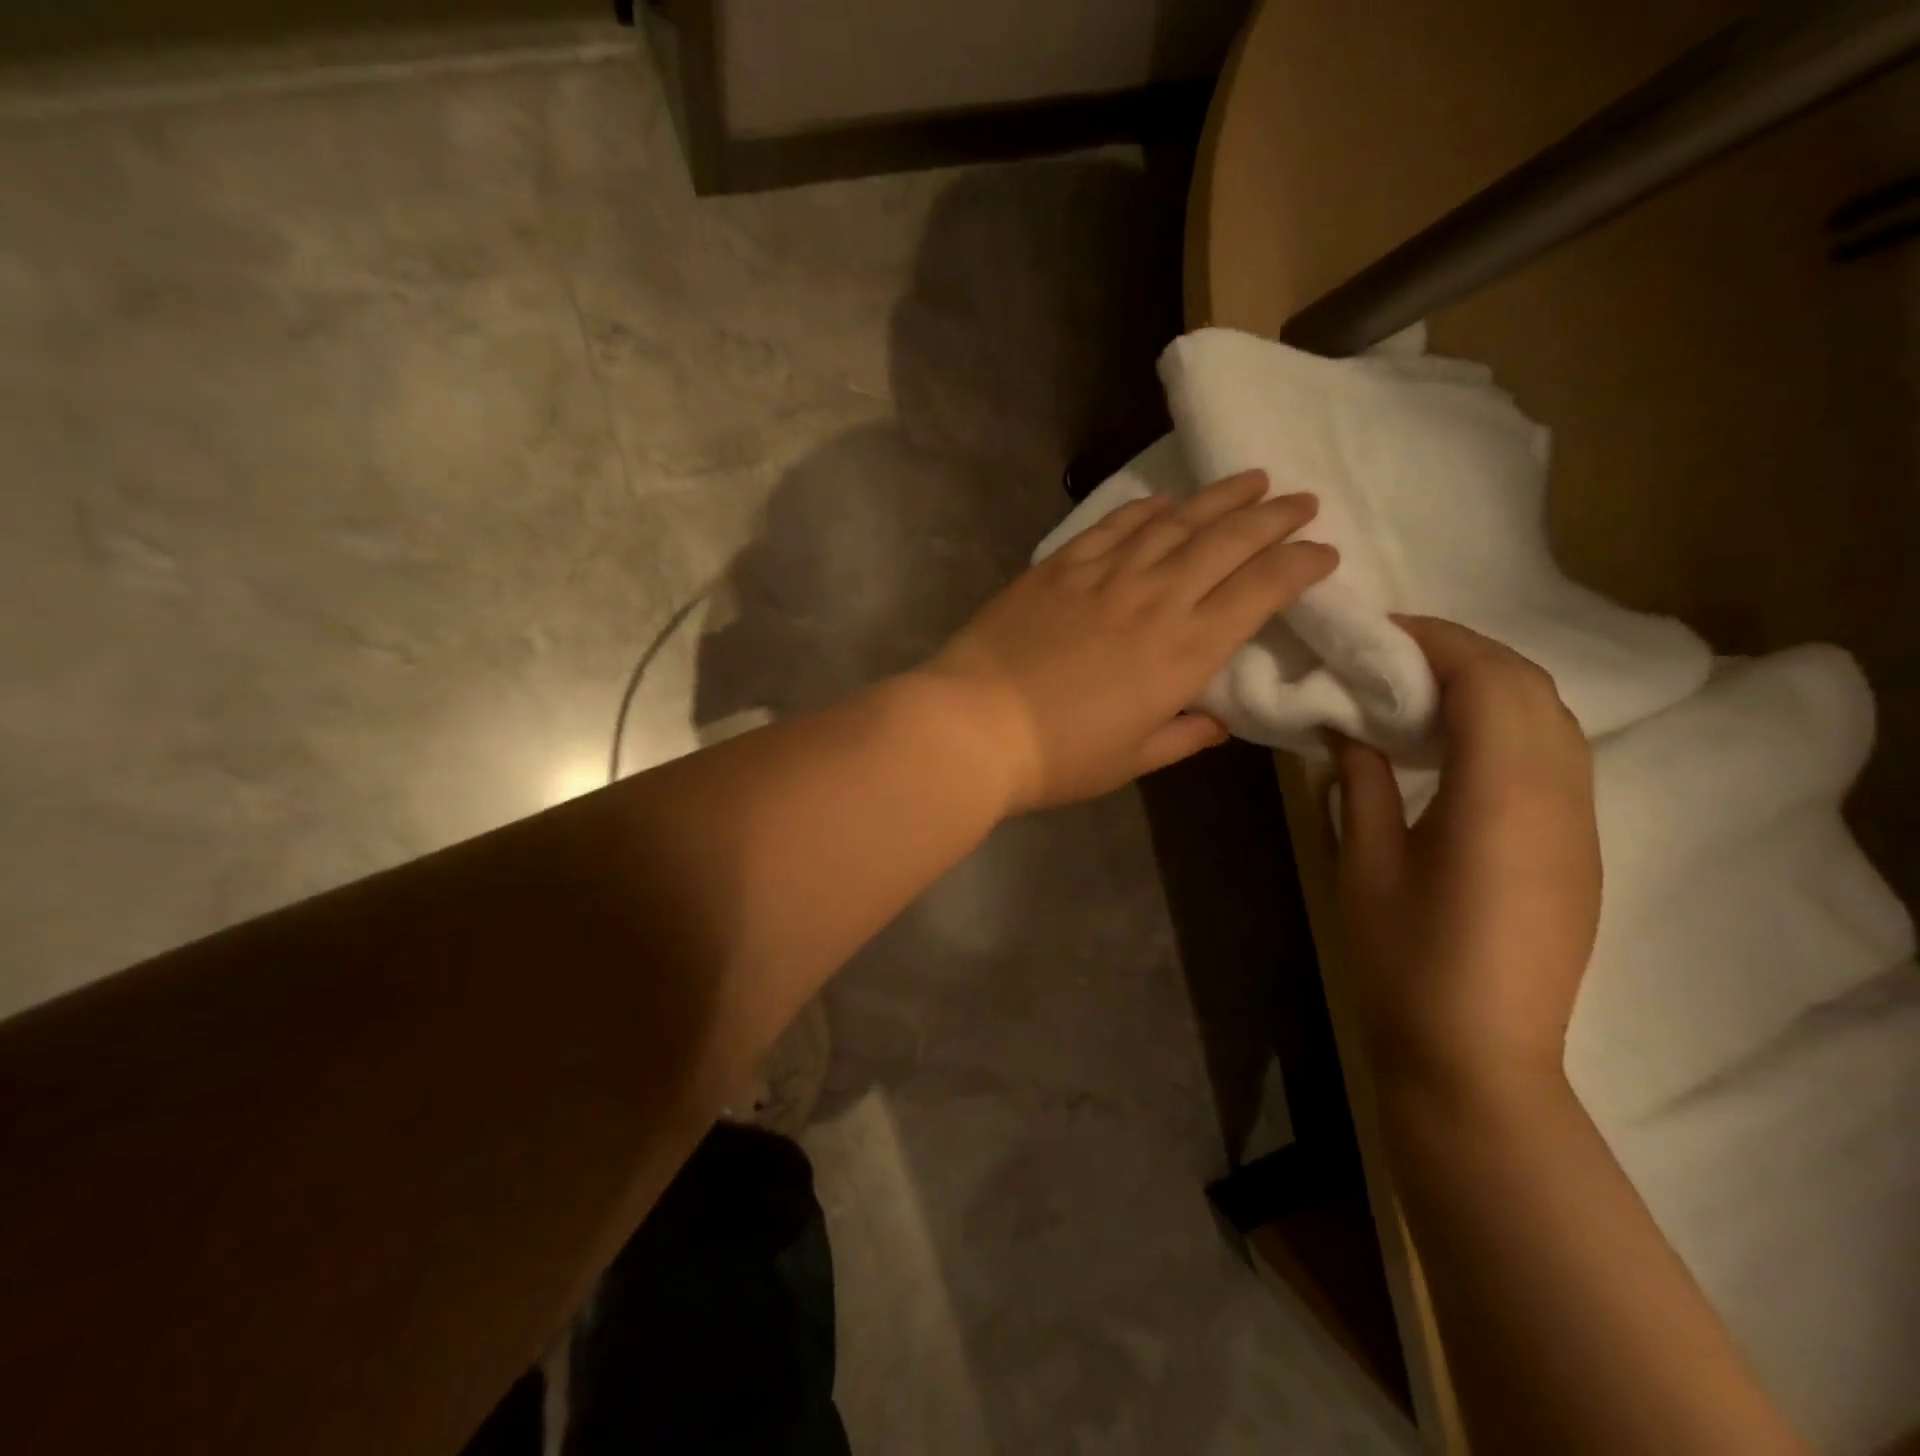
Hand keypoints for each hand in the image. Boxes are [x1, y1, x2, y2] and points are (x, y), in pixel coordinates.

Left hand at [924, 470, 1336, 811]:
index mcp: (1185, 652)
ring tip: (1250, 481)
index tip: (1324, 552)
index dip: (1301, 564)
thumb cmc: (1059, 757)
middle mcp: (1155, 600)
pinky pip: (1113, 526)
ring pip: (1176, 522)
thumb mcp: (1132, 760)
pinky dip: (1145, 509)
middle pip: (1227, 542)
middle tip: (1301, 500)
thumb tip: (1217, 723)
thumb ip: (1183, 737)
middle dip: (1273, 517)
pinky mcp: (1059, 567)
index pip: (1261, 591)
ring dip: (1219, 498)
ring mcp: (1104, 576)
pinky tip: (1164, 501)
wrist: (975, 726)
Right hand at [1334, 616, 1600, 1099]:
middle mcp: (1558, 796)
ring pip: (1552, 717)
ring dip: (1491, 683)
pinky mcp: (1578, 848)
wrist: (1477, 1056)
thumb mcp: (1365, 863)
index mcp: (1500, 796)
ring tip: (1420, 688)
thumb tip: (1346, 726)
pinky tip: (1456, 743)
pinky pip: (1557, 754)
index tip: (1379, 631)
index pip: (1486, 681)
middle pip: (1530, 687)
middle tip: (1392, 653)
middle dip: (1464, 652)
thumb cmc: (1404, 958)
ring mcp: (1578, 823)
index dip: (1435, 642)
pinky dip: (1510, 722)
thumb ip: (1359, 781)